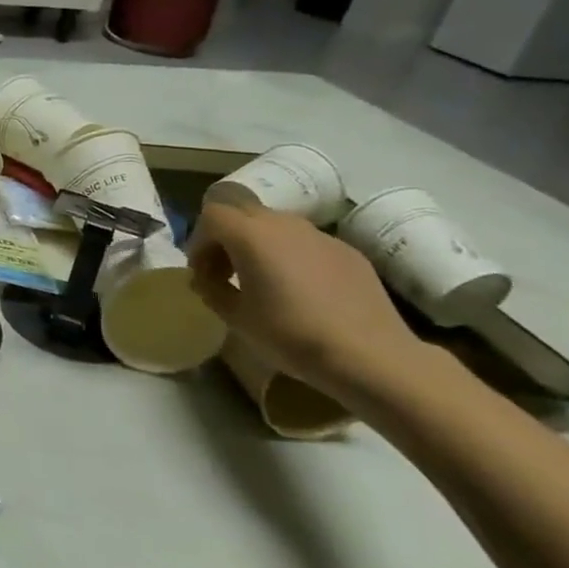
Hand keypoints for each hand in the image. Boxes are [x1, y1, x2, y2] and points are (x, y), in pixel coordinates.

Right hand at [187, 201, 424, 400]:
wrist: (369, 355)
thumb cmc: (291, 335)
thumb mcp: (235, 317)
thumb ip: (212, 289)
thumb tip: (206, 279)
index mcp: (252, 236)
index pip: (212, 216)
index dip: (199, 241)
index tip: (201, 273)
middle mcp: (285, 225)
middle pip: (243, 213)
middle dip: (226, 238)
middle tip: (225, 272)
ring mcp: (321, 236)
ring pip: (276, 226)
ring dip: (258, 245)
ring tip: (261, 281)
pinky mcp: (348, 252)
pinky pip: (306, 244)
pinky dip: (291, 256)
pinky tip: (300, 291)